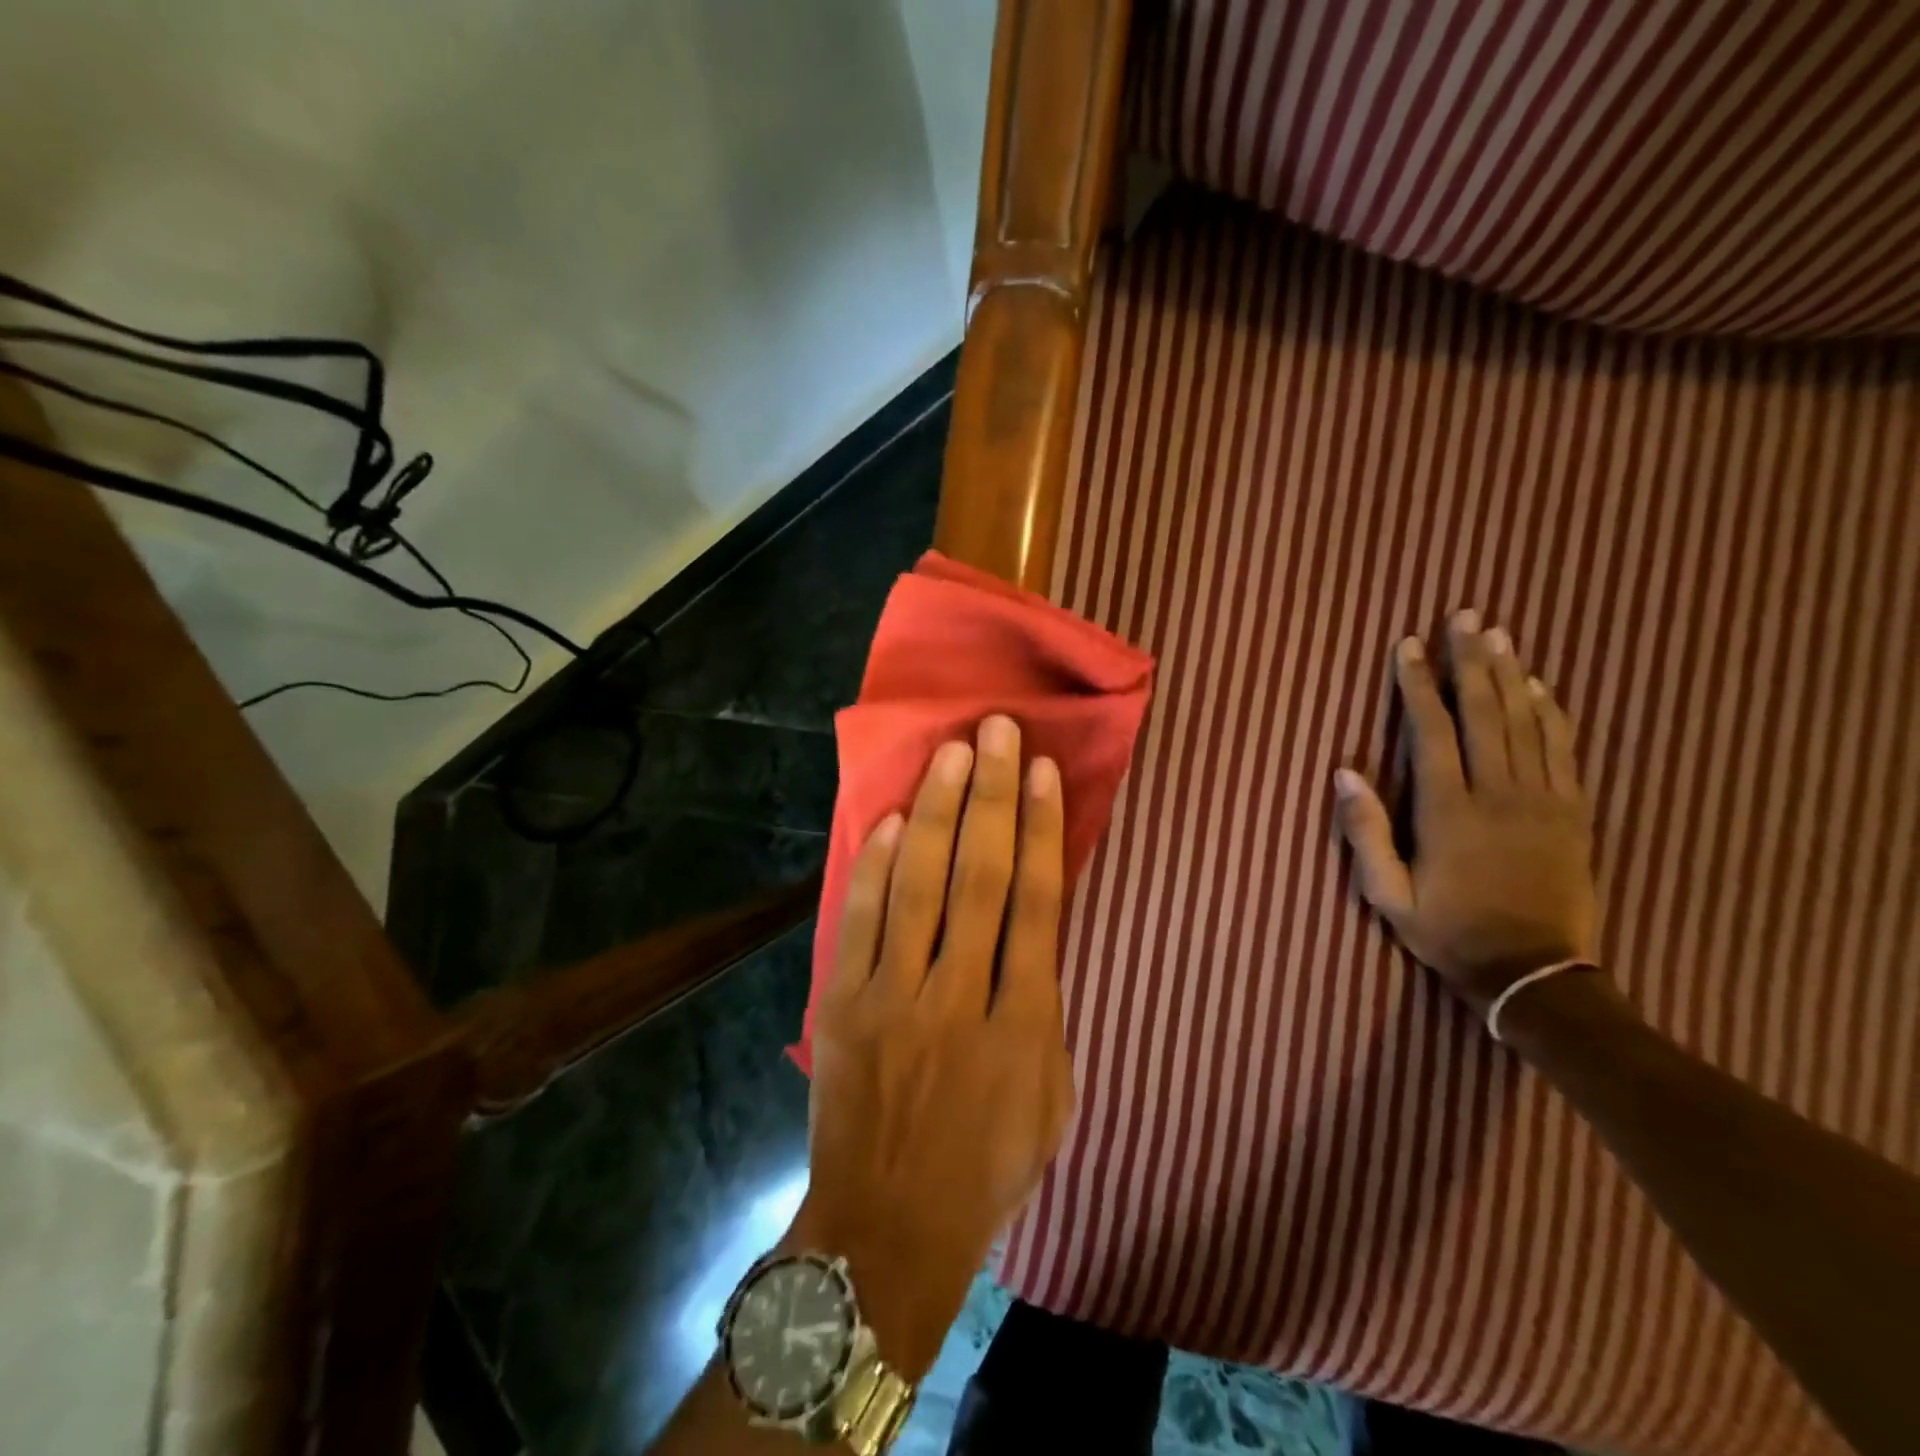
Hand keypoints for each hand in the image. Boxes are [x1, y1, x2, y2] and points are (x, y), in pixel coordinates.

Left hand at [795, 714, 1074, 1378]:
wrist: (887, 1230)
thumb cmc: (985, 1167)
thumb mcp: (1049, 1097)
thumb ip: (1046, 1008)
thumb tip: (1034, 928)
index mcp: (1021, 1024)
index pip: (1036, 902)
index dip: (1040, 829)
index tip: (1044, 772)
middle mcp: (958, 996)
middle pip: (979, 876)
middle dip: (991, 796)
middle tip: (997, 732)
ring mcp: (892, 996)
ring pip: (919, 885)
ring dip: (936, 812)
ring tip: (952, 753)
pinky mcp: (841, 1003)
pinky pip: (860, 920)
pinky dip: (875, 867)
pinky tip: (891, 819)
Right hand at [1333, 610, 1598, 1014]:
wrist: (1534, 974)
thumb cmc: (1449, 932)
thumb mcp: (1387, 895)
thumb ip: (1364, 833)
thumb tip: (1343, 772)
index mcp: (1448, 811)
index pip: (1431, 731)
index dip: (1418, 684)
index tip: (1409, 646)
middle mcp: (1498, 793)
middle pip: (1485, 712)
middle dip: (1470, 660)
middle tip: (1464, 615)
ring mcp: (1542, 801)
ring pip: (1526, 722)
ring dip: (1510, 674)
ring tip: (1498, 634)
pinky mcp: (1573, 813)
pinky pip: (1563, 750)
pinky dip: (1551, 712)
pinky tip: (1540, 686)